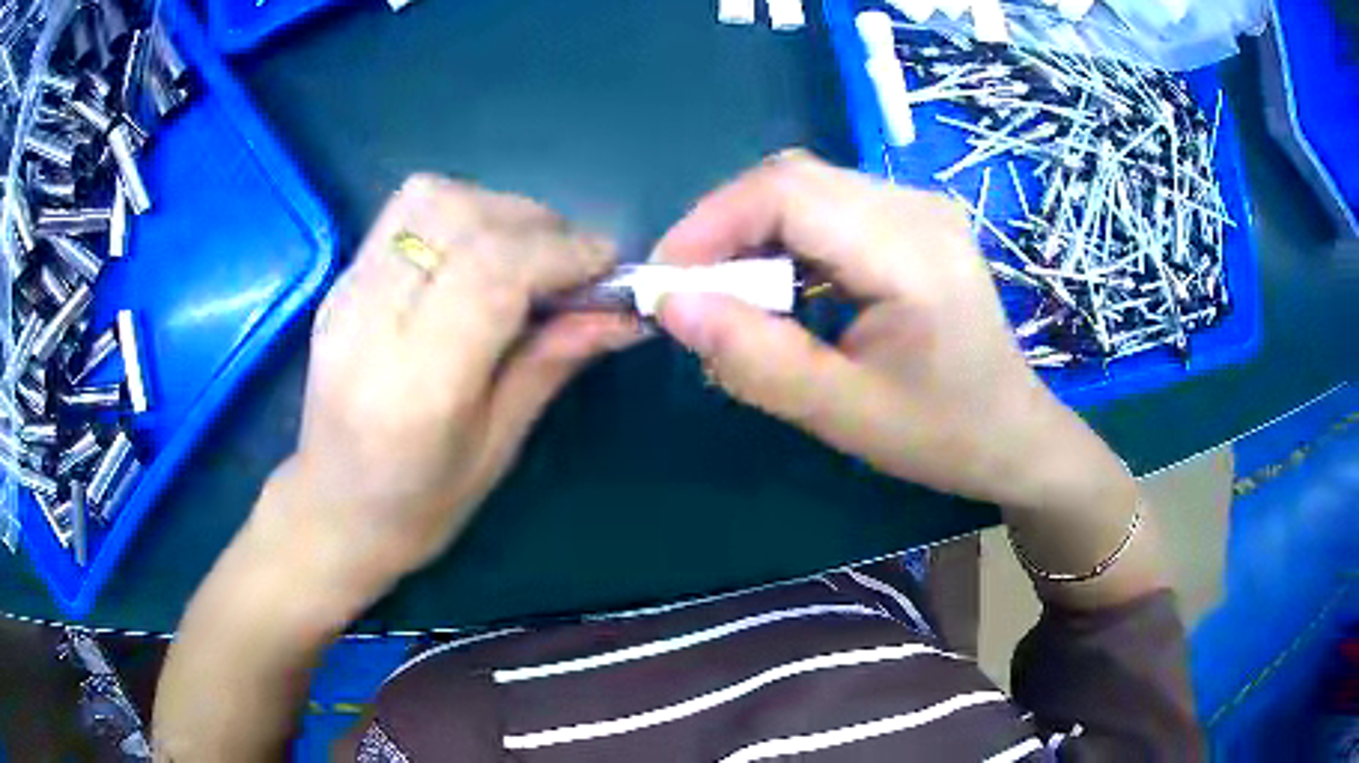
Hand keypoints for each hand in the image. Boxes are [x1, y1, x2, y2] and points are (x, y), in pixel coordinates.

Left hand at [258, 174, 637, 599]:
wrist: (331, 511)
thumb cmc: (419, 507)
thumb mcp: (498, 448)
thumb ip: (553, 362)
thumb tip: (623, 312)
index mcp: (417, 385)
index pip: (492, 271)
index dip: (562, 253)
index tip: (608, 268)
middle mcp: (372, 321)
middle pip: (462, 218)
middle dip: (538, 225)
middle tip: (574, 264)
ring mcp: (347, 292)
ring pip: (430, 198)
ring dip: (496, 210)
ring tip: (526, 252)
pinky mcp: (342, 280)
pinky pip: (406, 212)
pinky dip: (460, 213)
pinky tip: (479, 254)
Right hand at [654, 151, 1129, 517]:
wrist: (1015, 433)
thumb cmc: (943, 434)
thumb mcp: (845, 413)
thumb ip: (756, 360)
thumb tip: (672, 307)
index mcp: (913, 250)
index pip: (788, 192)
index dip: (711, 224)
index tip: (665, 280)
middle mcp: (916, 205)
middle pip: (792, 179)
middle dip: (723, 228)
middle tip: (689, 291)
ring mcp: (918, 206)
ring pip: (805, 188)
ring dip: (751, 233)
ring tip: (728, 294)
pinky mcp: (912, 219)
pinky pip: (827, 207)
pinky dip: (784, 239)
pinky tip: (779, 286)